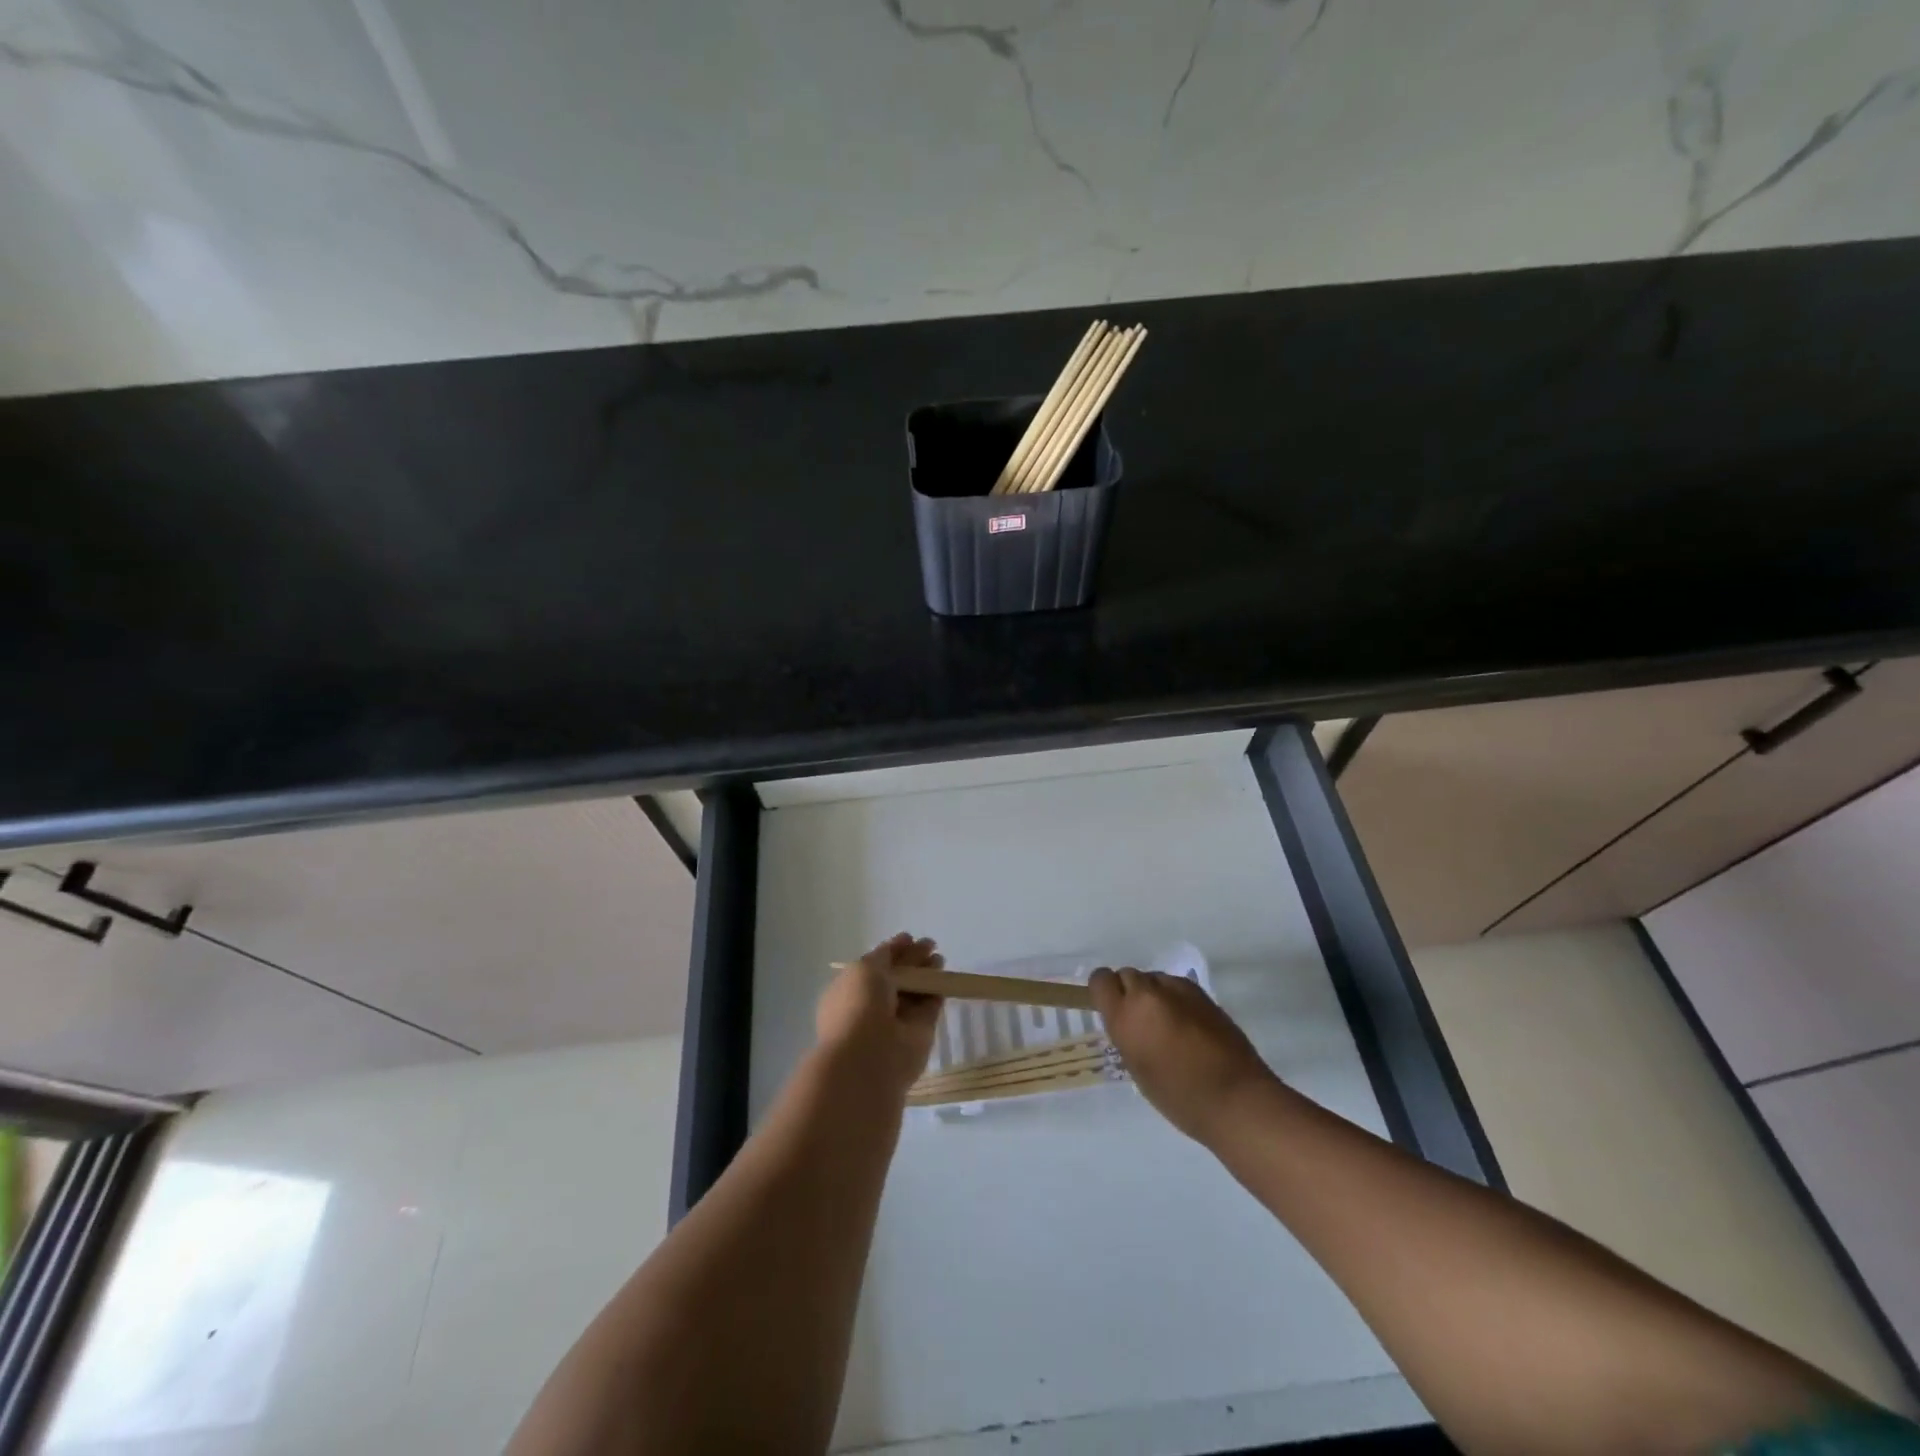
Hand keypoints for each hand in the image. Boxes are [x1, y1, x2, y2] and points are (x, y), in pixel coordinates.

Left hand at [814, 934, 945, 1094]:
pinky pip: (928, 1008)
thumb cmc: (858, 1006)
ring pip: (914, 992)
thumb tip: (901, 944)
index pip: (874, 966)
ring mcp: (896, 1021)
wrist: (869, 1056)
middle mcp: (872, 1005)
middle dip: (913, 960)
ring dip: (927, 974)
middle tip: (930, 944)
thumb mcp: (865, 968)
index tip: (909, 937)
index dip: (892, 951)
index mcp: (851, 990)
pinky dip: (936, 993)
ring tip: (939, 957)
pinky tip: (945, 977)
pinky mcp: (918, 1034)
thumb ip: (884, 955)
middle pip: (897, 977)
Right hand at [1090, 968, 1275, 1144]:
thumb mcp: (1136, 1068)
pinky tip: (1188, 1024)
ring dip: (1153, 994)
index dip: (1104, 992)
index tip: (1112, 1009)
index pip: (1100, 980)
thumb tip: (1128, 1020)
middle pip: (1127, 975)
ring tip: (1168, 1024)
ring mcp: (1177, 989)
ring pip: (1153, 978)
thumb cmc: (1178, 1097)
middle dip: (1130, 992)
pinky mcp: (1201, 992)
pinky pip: (1176, 986)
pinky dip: (1176, 999)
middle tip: (1142, 1021)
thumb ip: (1126, 1034)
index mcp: (1125, 1016)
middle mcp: (1147, 995)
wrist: (1235, 1098)